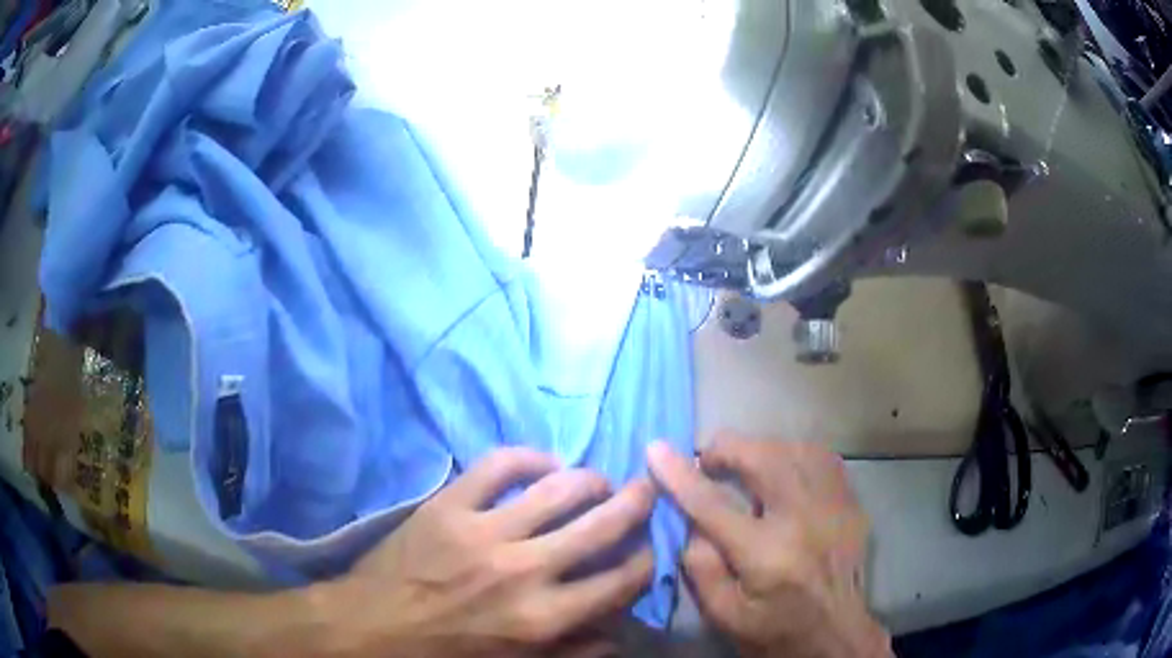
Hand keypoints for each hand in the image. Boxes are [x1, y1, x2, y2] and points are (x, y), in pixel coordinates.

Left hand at [324, 448, 654, 657]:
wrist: (369, 627)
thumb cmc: (444, 654)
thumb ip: (573, 651)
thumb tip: (617, 628)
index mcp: (542, 617)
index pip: (620, 580)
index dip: (644, 560)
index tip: (645, 550)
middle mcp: (522, 570)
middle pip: (601, 524)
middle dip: (635, 504)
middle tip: (646, 490)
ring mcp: (483, 530)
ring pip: (558, 487)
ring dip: (589, 480)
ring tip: (597, 480)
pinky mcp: (449, 504)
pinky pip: (499, 464)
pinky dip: (530, 457)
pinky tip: (544, 463)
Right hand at [647, 436, 890, 657]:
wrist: (836, 636)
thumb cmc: (774, 631)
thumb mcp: (723, 615)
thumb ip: (701, 566)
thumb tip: (691, 520)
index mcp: (765, 555)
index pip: (712, 505)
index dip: (679, 475)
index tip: (655, 450)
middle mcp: (803, 521)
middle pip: (763, 458)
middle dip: (726, 449)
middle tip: (707, 462)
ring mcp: (834, 507)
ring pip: (795, 450)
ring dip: (761, 450)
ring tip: (744, 465)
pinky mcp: (851, 504)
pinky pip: (823, 459)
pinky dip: (795, 455)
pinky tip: (784, 470)